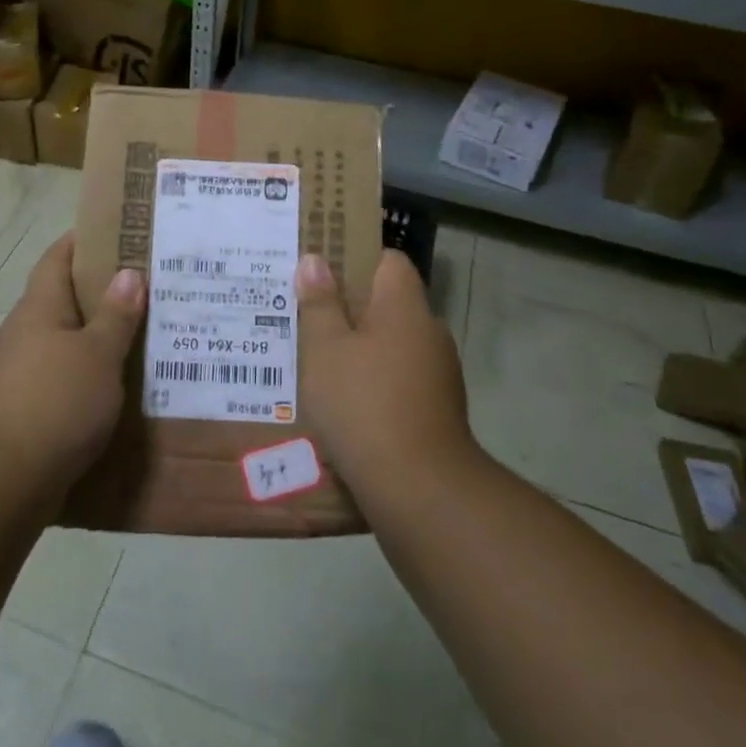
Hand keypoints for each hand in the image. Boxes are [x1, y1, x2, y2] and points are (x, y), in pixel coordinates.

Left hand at [0, 234, 144, 496]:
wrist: (1, 483)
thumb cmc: (54, 404)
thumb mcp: (97, 355)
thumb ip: (115, 315)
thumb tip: (128, 273)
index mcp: (39, 308)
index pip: (58, 257)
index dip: (85, 240)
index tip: (122, 234)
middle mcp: (24, 332)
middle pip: (63, 298)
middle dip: (102, 291)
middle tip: (148, 288)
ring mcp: (18, 371)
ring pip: (65, 340)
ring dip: (97, 336)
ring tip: (142, 336)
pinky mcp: (23, 407)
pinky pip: (62, 376)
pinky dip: (88, 373)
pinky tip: (116, 385)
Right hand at [296, 250, 475, 495]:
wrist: (419, 489)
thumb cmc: (364, 404)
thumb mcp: (325, 349)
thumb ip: (319, 303)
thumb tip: (316, 260)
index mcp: (405, 306)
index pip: (389, 260)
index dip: (356, 257)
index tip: (322, 268)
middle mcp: (429, 332)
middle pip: (388, 303)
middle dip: (350, 306)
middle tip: (307, 314)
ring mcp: (438, 373)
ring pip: (392, 344)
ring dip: (361, 348)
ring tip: (318, 360)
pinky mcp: (437, 409)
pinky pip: (399, 378)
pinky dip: (374, 381)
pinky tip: (344, 401)